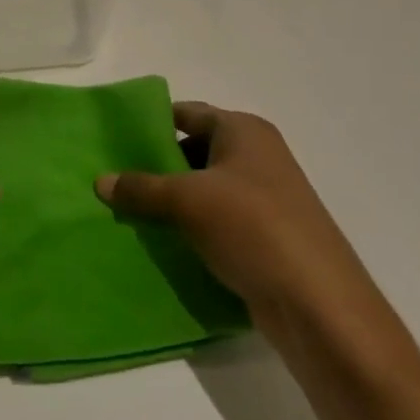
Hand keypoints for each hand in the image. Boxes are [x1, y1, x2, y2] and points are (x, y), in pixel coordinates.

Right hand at [95, 103, 374, 344]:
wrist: (319, 305)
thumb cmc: (253, 228)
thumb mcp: (187, 201)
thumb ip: (141, 188)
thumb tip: (100, 181)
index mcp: (244, 131)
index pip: (188, 113)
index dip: (153, 123)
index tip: (116, 138)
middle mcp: (258, 156)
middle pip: (196, 150)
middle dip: (157, 165)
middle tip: (115, 178)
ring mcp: (266, 198)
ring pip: (205, 189)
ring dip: (173, 201)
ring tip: (129, 211)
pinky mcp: (267, 237)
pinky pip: (219, 221)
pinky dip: (192, 228)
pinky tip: (162, 242)